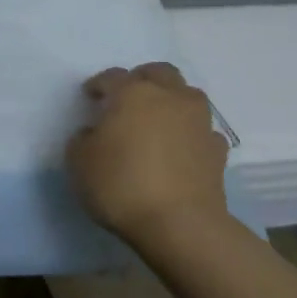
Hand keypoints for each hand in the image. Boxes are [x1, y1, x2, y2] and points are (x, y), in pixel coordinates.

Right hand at [65, 62, 231, 245]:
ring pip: (187, 95)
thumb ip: (83, 139)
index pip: (112, 76)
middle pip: (159, 73)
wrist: (180, 225)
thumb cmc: (121, 185)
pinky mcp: (217, 150)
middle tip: (128, 98)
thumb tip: (94, 133)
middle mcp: (169, 98)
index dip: (98, 85)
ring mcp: (199, 122)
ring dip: (171, 101)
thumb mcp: (79, 162)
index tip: (90, 97)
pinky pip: (202, 130)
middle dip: (142, 79)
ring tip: (157, 121)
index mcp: (132, 93)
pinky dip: (190, 134)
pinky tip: (180, 149)